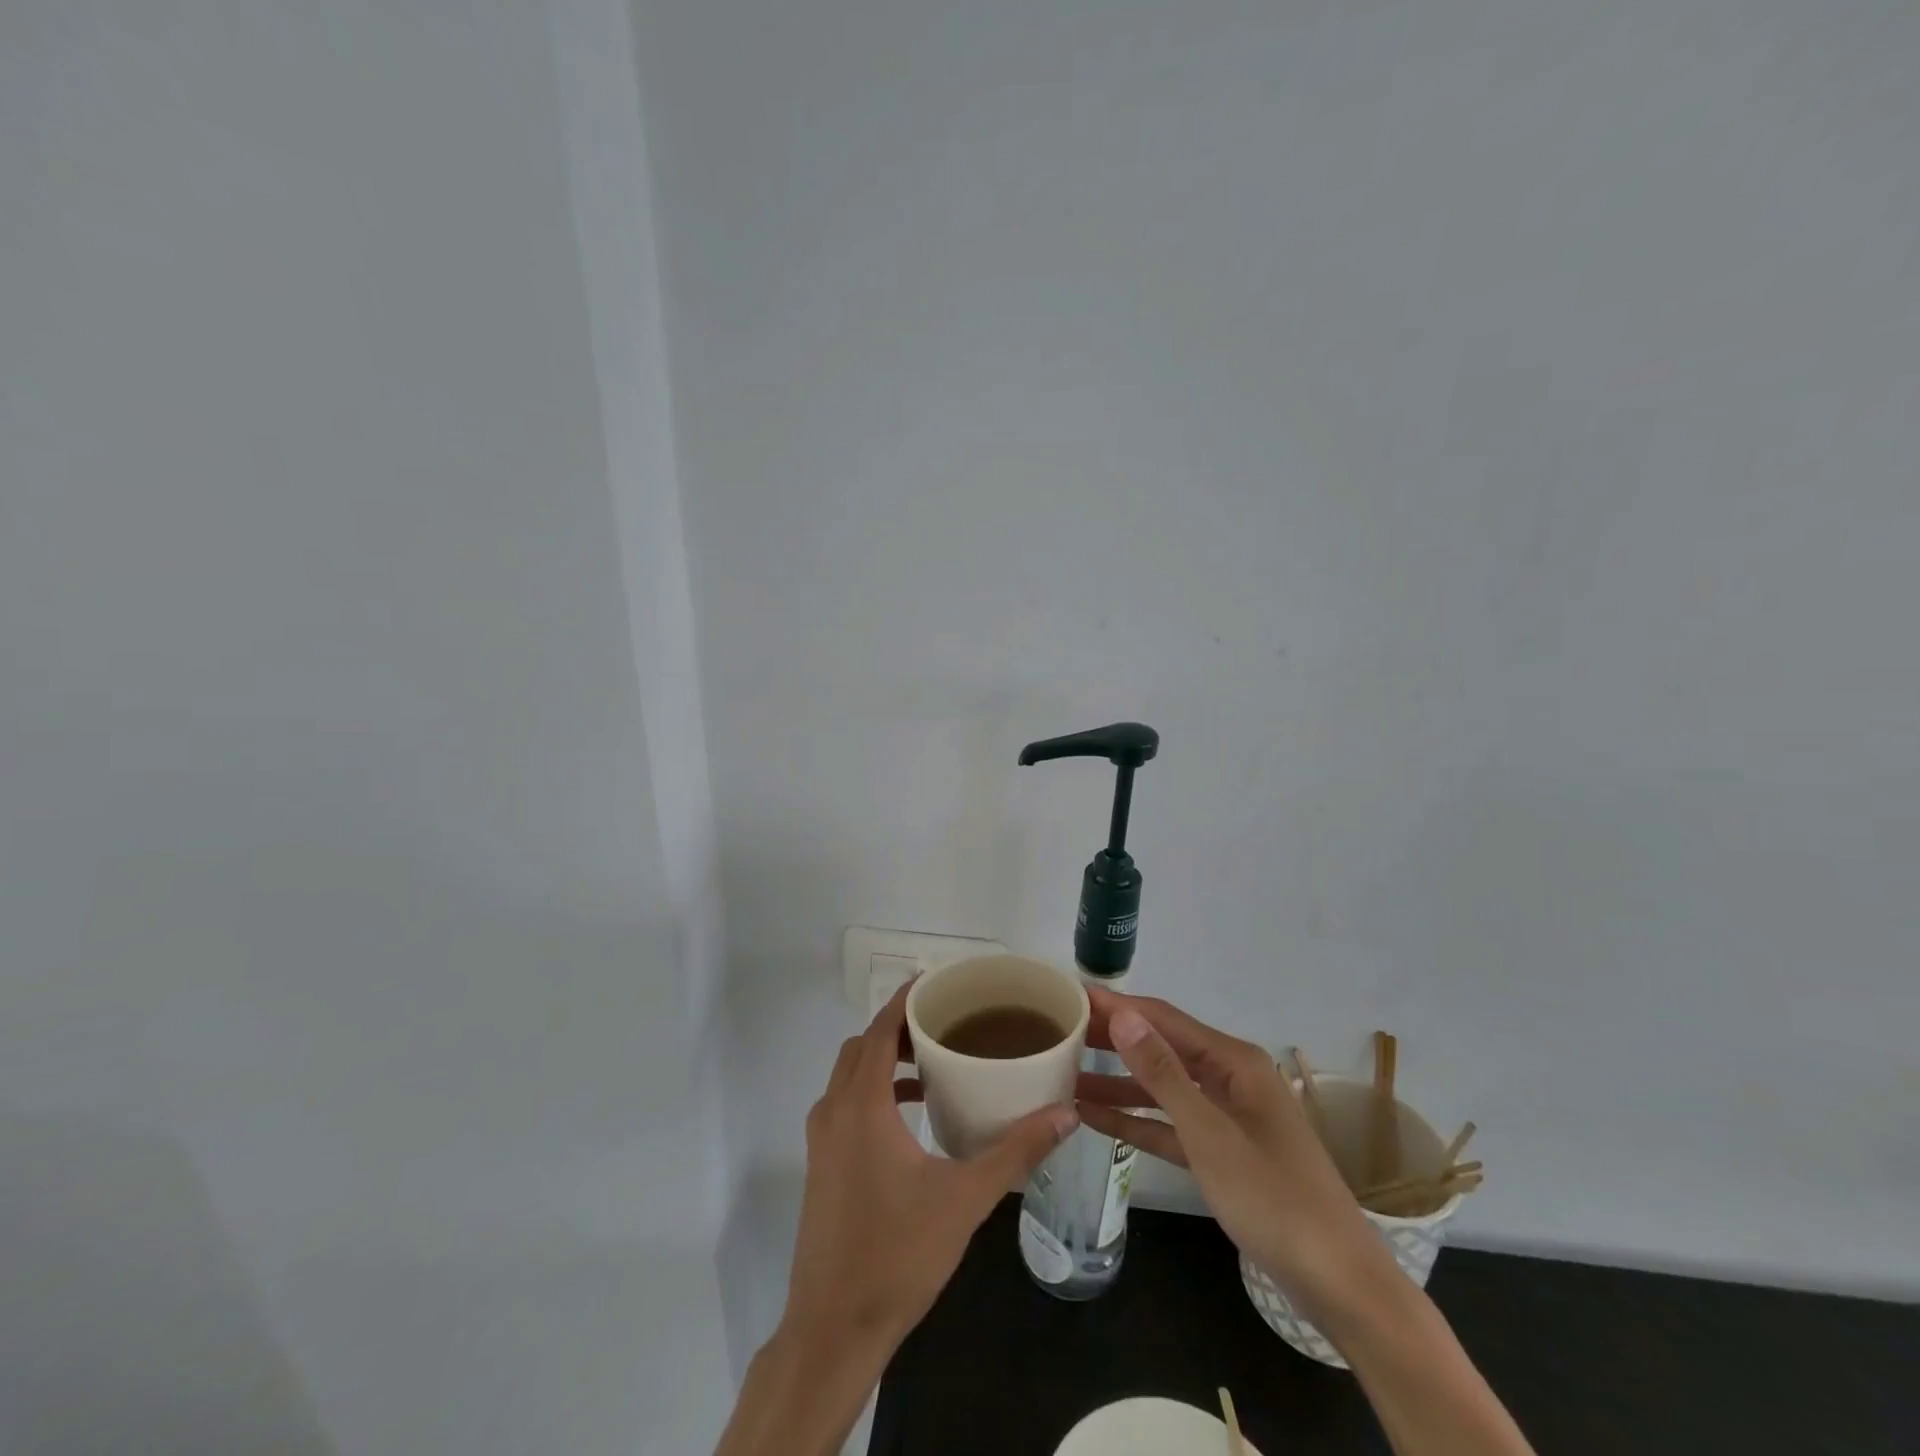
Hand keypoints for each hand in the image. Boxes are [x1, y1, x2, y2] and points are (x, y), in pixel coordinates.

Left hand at [783, 981, 1077, 1350]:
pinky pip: (847, 1103)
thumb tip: (1066, 1115)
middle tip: (943, 1022)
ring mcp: (822, 1139)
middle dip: (898, 1027)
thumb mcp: (965, 1198)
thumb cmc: (898, 1255)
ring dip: (885, 1059)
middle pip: (862, 1046)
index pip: (879, 1030)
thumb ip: (1015, 1151)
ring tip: (934, 1060)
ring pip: (850, 1075)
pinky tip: (915, 1113)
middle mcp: (834, 1110)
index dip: (903, 1001)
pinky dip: (875, 1091)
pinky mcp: (822, 1163)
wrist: (833, 1330)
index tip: (936, 984)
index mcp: (861, 1105)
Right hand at [1076, 987, 1377, 1317]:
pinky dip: (1136, 1120)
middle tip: (1060, 1031)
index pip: (1163, 1019)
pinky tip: (1094, 1118)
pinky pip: (1170, 1125)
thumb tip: (1124, 1015)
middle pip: (1161, 1048)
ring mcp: (1225, 1115)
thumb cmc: (1273, 1198)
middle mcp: (1229, 1077)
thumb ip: (1163, 1074)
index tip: (1073, 995)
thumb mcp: (1210, 1134)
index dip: (1118, 1005)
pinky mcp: (1221, 1151)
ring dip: (1117, 1083)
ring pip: (1161, 1087)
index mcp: (1233, 1061)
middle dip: (1113, 1040)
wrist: (1338, 1283)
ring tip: (1065, 1074)